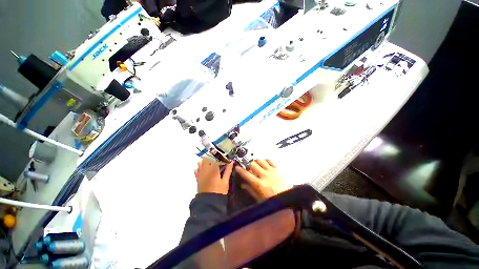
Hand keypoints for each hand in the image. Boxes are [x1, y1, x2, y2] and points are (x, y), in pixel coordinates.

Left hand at [195, 159, 233, 194]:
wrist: (208, 203)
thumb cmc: (219, 192)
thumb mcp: (225, 181)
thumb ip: (228, 171)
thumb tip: (231, 162)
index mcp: (213, 169)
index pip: (215, 158)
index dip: (219, 156)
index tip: (223, 156)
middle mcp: (205, 169)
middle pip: (207, 158)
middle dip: (212, 156)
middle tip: (217, 157)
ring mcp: (200, 174)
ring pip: (201, 162)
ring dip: (205, 160)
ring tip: (211, 161)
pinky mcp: (197, 178)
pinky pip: (196, 169)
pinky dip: (199, 166)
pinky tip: (203, 167)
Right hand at [235, 159, 291, 200]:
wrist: (290, 198)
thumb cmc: (273, 200)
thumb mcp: (260, 199)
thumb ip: (250, 190)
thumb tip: (242, 184)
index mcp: (259, 184)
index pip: (246, 174)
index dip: (240, 170)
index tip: (236, 166)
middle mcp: (264, 175)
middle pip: (252, 164)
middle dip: (246, 161)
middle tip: (244, 160)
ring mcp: (271, 170)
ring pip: (261, 160)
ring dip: (255, 159)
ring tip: (253, 159)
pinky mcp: (277, 168)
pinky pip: (270, 160)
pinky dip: (265, 159)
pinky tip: (263, 160)